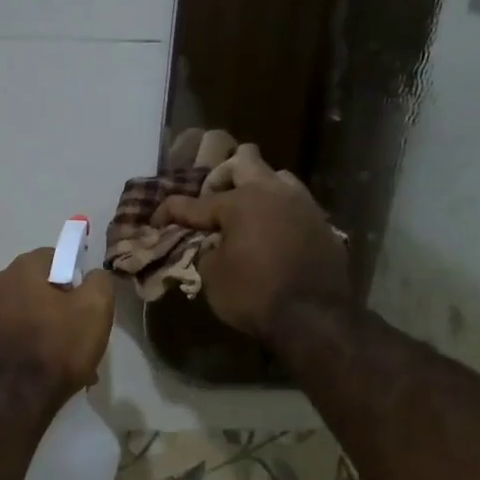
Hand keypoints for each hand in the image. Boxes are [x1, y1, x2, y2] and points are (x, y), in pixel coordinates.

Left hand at [0, 249, 114, 403]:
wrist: (17, 400)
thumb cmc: (58, 346)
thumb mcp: (96, 308)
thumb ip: (99, 281)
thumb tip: (92, 277)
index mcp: (18, 269)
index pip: (55, 258)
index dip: (76, 279)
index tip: (87, 305)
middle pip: (39, 287)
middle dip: (62, 306)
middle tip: (81, 334)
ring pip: (29, 314)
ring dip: (49, 329)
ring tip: (68, 359)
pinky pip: (16, 336)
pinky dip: (32, 346)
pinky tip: (48, 369)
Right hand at [153, 178, 352, 339]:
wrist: (313, 319)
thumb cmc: (253, 296)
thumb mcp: (213, 277)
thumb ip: (206, 251)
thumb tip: (210, 242)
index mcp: (241, 202)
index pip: (195, 202)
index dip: (170, 211)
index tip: (157, 220)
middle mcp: (274, 193)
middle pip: (245, 160)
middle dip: (222, 177)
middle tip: (211, 201)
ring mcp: (303, 205)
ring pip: (277, 177)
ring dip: (257, 189)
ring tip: (246, 216)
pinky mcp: (322, 224)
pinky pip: (295, 206)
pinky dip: (278, 214)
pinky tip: (271, 236)